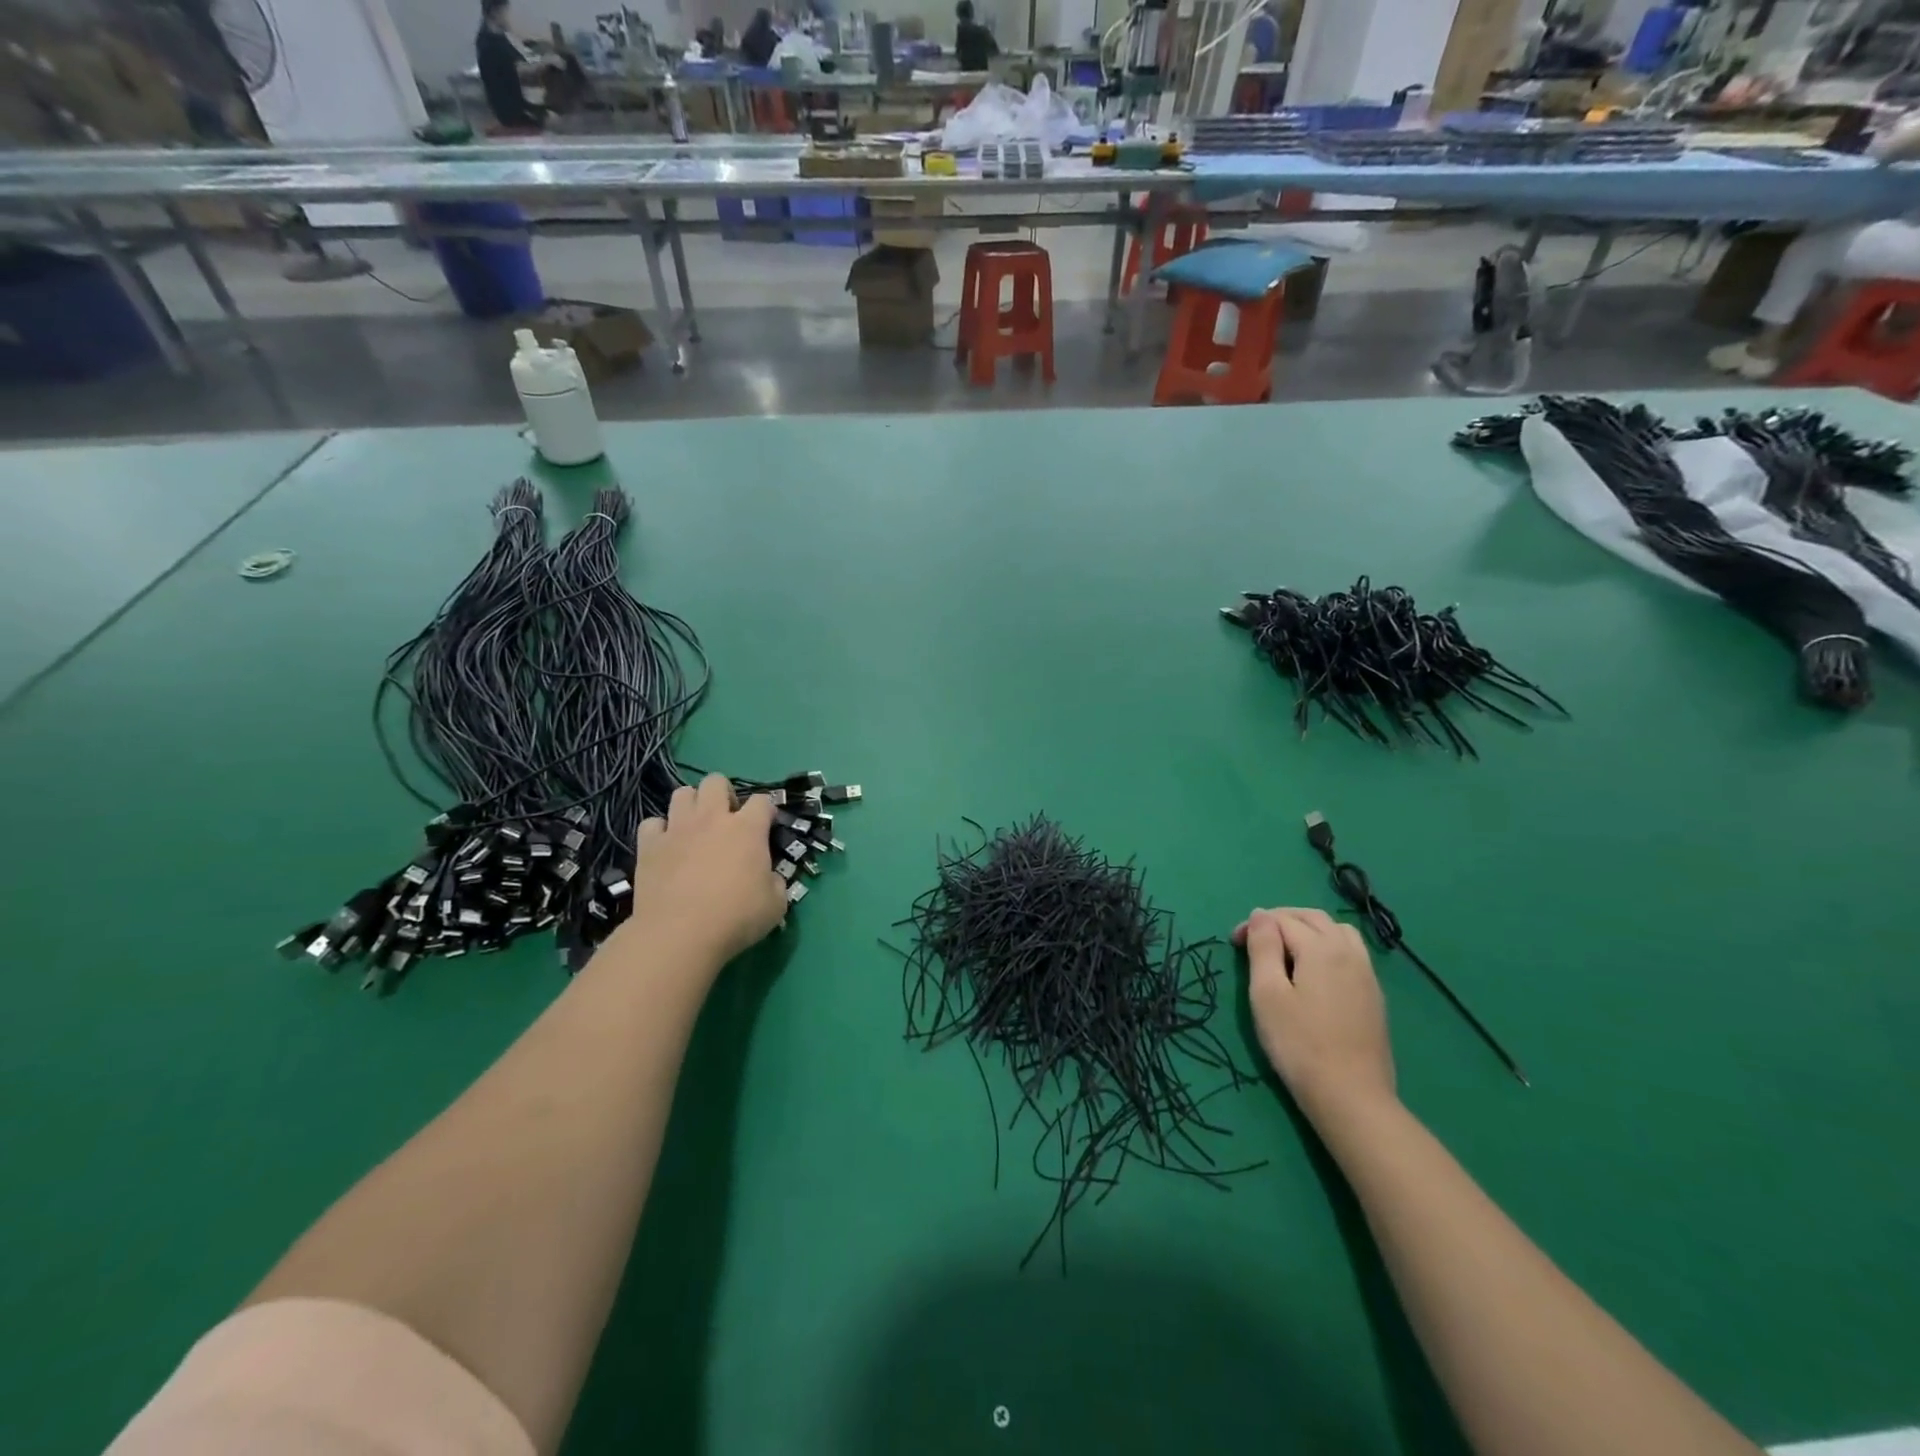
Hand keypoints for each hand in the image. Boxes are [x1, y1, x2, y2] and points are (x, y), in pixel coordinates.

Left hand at [627, 775, 787, 973]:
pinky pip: (652, 823)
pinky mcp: (649, 845)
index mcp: (748, 828)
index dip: (767, 811)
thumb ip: (775, 882)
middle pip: (716, 781)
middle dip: (724, 794)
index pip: (763, 800)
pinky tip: (666, 846)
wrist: (680, 934)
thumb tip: (769, 877)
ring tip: (695, 827)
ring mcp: (677, 829)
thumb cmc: (735, 918)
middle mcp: (712, 818)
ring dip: (691, 805)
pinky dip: (659, 831)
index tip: (767, 827)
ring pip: (682, 793)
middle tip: (727, 820)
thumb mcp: (776, 905)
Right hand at [1233, 907, 1395, 1120]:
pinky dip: (1328, 946)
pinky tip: (1315, 972)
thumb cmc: (1299, 1044)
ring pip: (1337, 931)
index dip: (1253, 926)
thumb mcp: (1267, 993)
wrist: (1351, 1096)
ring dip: (1308, 929)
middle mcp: (1348, 951)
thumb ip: (1263, 948)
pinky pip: (1351, 952)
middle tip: (1255, 940)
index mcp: (1320, 948)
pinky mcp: (1374, 995)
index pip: (1281, 920)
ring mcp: (1366, 973)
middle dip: (1281, 920)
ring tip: (1286, 949)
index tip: (1233, 944)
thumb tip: (1260, 915)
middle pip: (1312, 917)